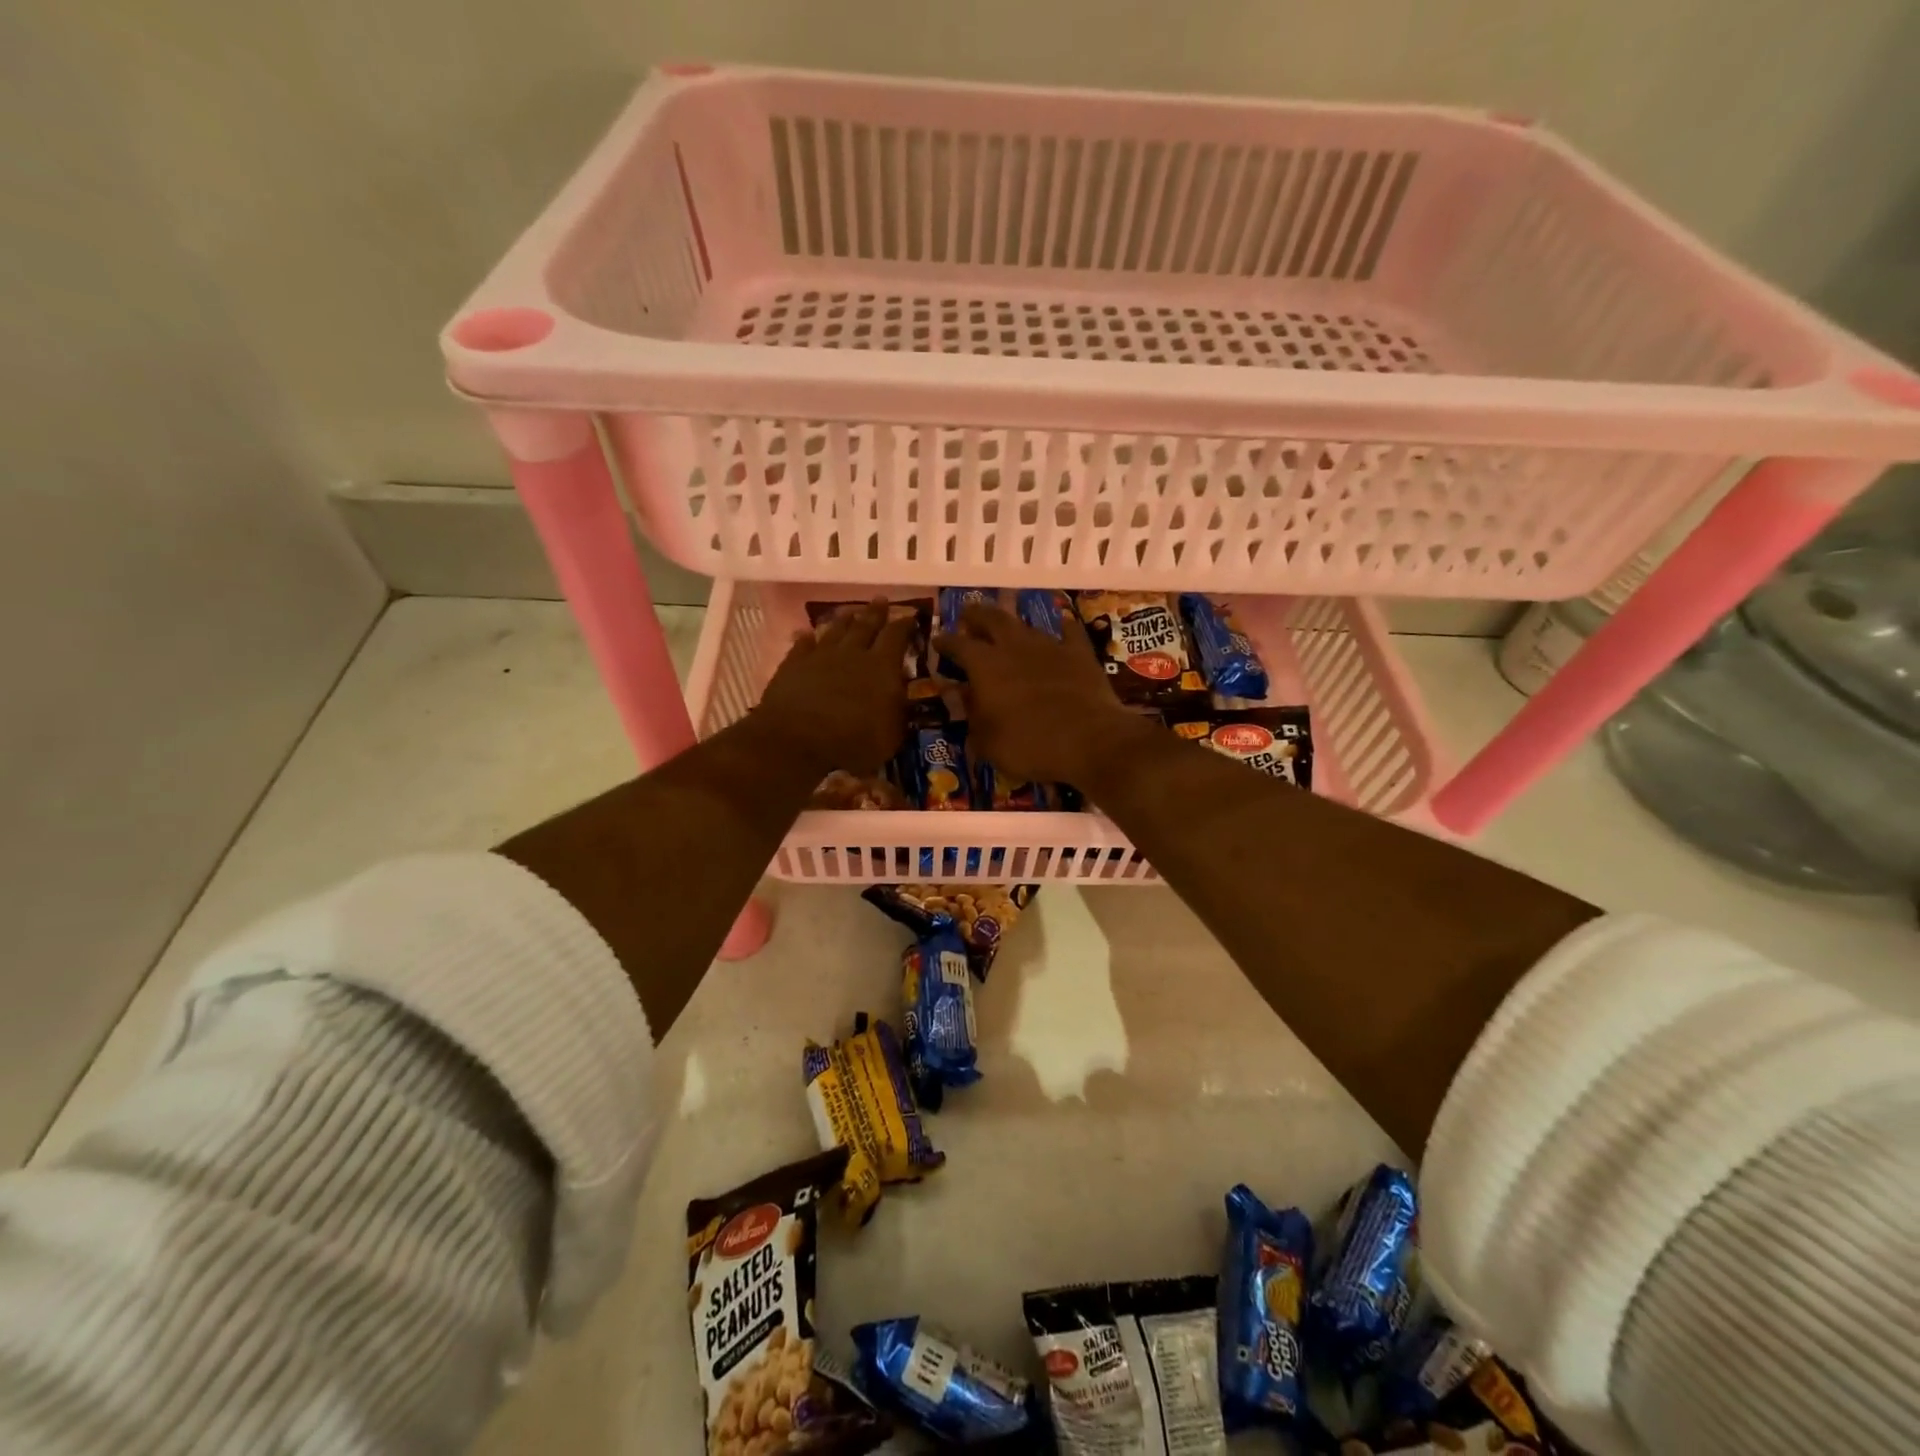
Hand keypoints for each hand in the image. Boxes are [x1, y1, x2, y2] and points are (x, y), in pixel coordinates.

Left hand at [755, 599, 920, 775]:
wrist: (797, 739)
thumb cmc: (853, 742)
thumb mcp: (890, 736)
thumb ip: (898, 713)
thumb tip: (903, 697)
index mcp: (882, 667)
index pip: (897, 637)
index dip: (905, 625)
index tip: (910, 615)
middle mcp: (853, 653)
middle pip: (866, 625)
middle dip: (876, 612)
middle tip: (881, 600)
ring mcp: (820, 656)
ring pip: (836, 630)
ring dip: (845, 620)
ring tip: (851, 611)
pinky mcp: (793, 665)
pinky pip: (802, 645)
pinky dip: (807, 638)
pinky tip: (807, 634)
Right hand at [933, 603, 1152, 791]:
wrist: (1090, 740)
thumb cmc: (1029, 746)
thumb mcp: (987, 742)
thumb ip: (972, 715)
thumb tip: (961, 695)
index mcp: (985, 666)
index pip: (958, 645)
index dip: (946, 642)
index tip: (938, 641)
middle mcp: (1014, 646)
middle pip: (991, 619)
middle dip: (976, 615)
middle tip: (968, 614)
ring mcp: (1050, 646)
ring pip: (1026, 625)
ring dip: (1014, 625)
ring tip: (1008, 626)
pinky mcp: (1080, 653)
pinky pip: (1070, 632)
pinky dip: (1062, 629)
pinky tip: (1062, 627)